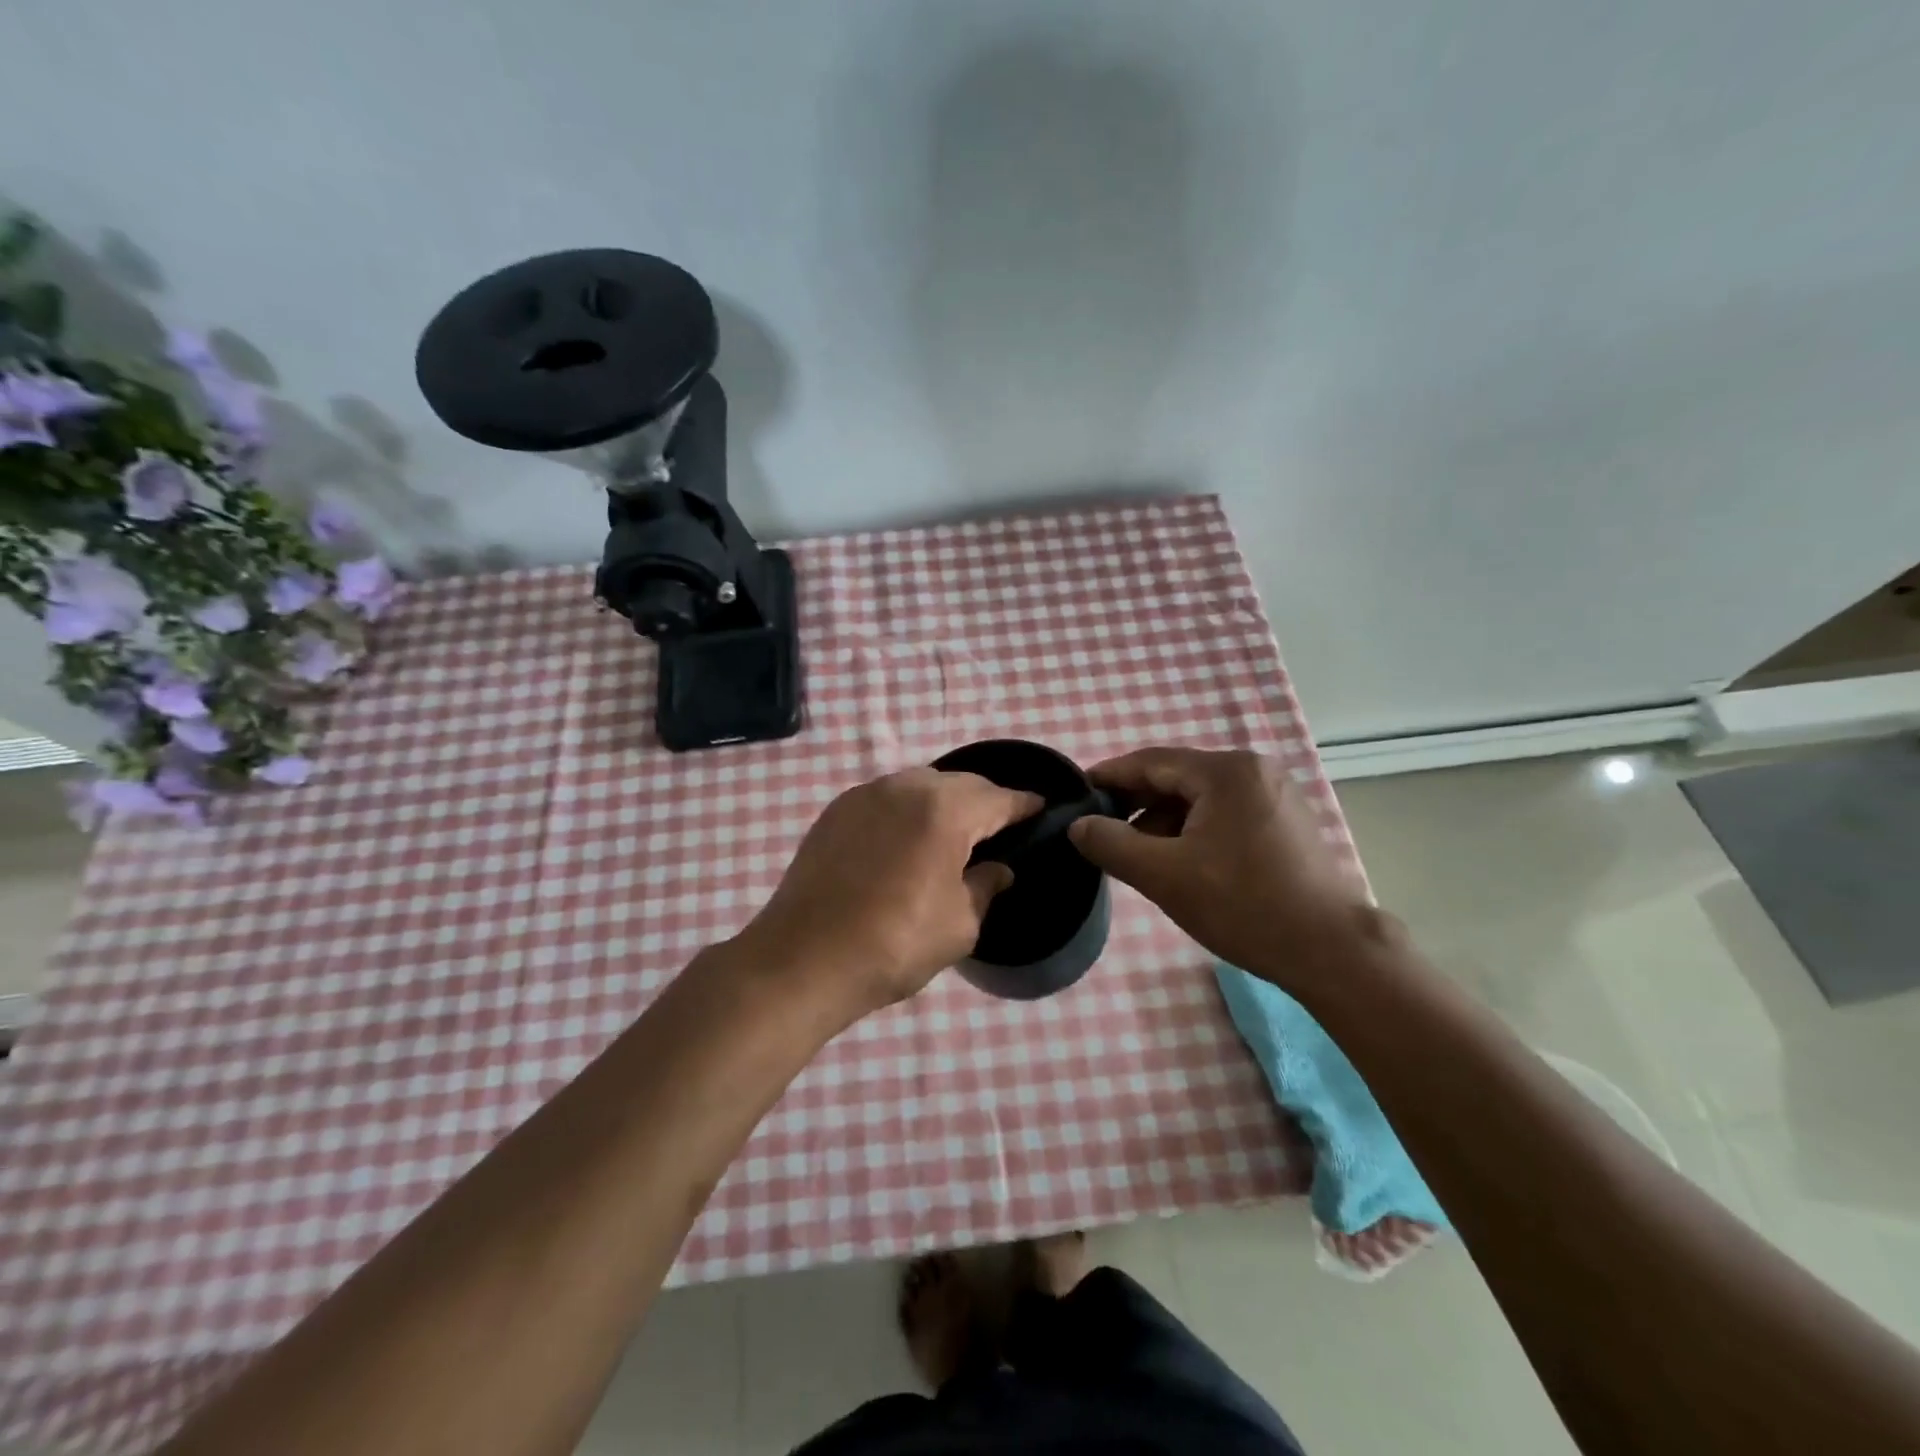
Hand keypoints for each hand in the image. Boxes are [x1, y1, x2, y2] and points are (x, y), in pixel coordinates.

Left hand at [737, 768, 1042, 1015]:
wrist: (802, 960)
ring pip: (919, 784)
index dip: (1024, 804)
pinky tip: (909, 837)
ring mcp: (864, 795)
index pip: (998, 799)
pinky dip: (908, 809)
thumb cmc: (893, 944)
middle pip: (959, 783)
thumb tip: (999, 869)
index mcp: (944, 811)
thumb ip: (985, 887)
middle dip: (984, 800)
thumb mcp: (959, 925)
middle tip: (1000, 825)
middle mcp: (904, 788)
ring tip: (956, 830)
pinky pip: (887, 797)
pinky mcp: (835, 811)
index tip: (1041, 808)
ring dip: (944, 801)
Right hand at [1068, 747, 1368, 985]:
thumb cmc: (1243, 905)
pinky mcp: (1287, 822)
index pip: (1151, 761)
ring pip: (1201, 799)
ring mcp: (1276, 795)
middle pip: (1178, 778)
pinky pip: (1225, 814)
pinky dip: (1194, 831)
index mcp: (1226, 772)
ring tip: (1139, 855)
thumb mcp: (1164, 875)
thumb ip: (1112, 844)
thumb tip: (1079, 825)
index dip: (1109, 776)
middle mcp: (1254, 770)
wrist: (1331, 951)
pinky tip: (1181, 862)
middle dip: (1136, 804)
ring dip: (1164, 821)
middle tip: (1102, 831)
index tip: (1078, 794)